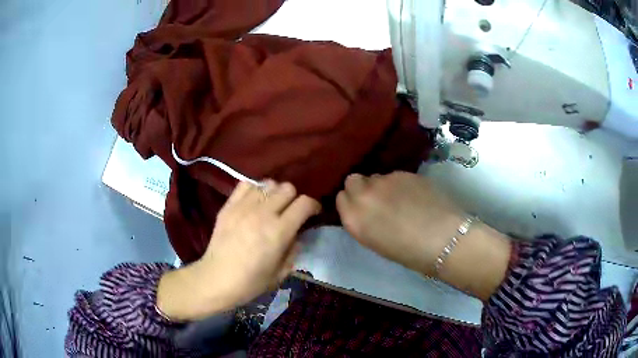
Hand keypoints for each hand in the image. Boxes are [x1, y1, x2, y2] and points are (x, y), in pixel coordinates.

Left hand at [157, 181, 319, 320]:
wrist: (216, 279)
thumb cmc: (251, 282)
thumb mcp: (281, 273)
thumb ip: (293, 250)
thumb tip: (296, 235)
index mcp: (279, 231)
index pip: (304, 203)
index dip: (313, 206)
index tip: (313, 213)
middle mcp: (263, 213)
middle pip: (288, 188)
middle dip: (294, 198)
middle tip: (291, 211)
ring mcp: (244, 206)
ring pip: (268, 183)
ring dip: (275, 193)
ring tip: (272, 206)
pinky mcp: (229, 205)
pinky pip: (246, 184)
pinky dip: (255, 190)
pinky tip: (254, 202)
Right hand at [336, 172, 463, 275]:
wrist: (443, 239)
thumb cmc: (409, 253)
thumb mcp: (376, 243)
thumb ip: (364, 222)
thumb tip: (367, 210)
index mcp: (354, 219)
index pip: (341, 198)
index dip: (352, 202)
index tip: (363, 209)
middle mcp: (364, 195)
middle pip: (353, 180)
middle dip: (362, 188)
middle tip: (379, 200)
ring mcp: (385, 181)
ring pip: (376, 177)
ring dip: (383, 186)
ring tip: (402, 199)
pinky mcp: (405, 172)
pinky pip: (395, 175)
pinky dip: (401, 184)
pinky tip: (415, 196)